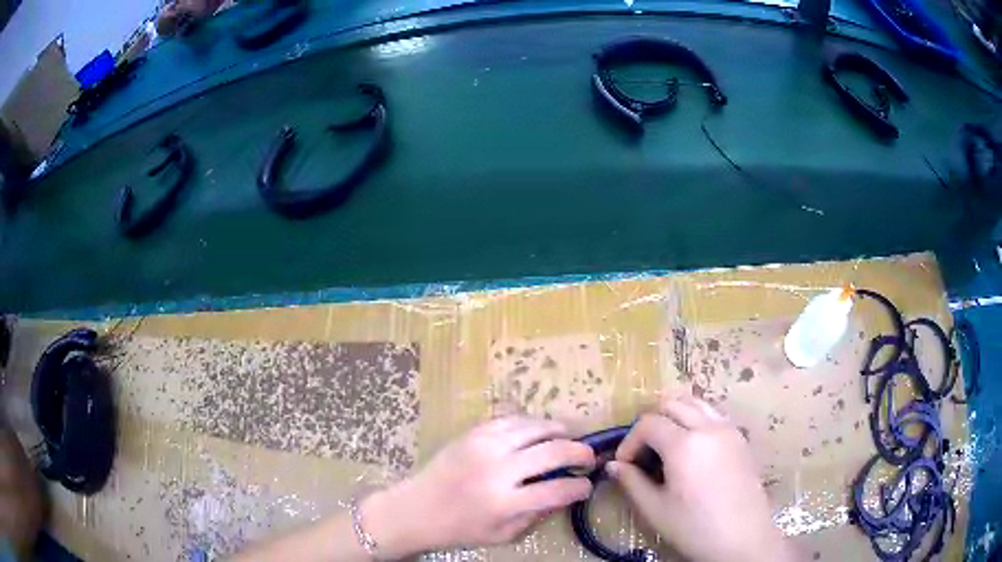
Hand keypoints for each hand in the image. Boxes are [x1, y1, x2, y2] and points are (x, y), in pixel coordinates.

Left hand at [363, 416, 594, 556]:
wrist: (416, 508)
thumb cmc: (460, 529)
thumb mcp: (503, 535)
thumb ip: (537, 515)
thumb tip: (566, 493)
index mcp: (504, 503)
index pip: (557, 490)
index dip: (580, 487)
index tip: (587, 485)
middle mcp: (497, 470)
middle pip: (552, 451)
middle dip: (580, 452)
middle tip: (588, 457)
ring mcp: (483, 446)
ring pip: (534, 427)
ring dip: (558, 430)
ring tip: (568, 437)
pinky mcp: (472, 433)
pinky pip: (510, 419)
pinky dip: (530, 423)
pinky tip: (537, 430)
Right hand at [608, 396, 795, 561]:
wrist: (743, 537)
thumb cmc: (695, 527)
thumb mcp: (656, 509)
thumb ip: (632, 482)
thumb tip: (613, 465)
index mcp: (684, 444)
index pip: (648, 423)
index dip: (629, 441)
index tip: (624, 465)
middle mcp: (708, 427)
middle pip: (672, 403)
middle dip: (651, 423)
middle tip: (643, 452)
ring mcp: (728, 429)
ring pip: (695, 403)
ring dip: (675, 416)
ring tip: (666, 445)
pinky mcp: (740, 437)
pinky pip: (713, 414)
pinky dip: (695, 419)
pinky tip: (692, 449)